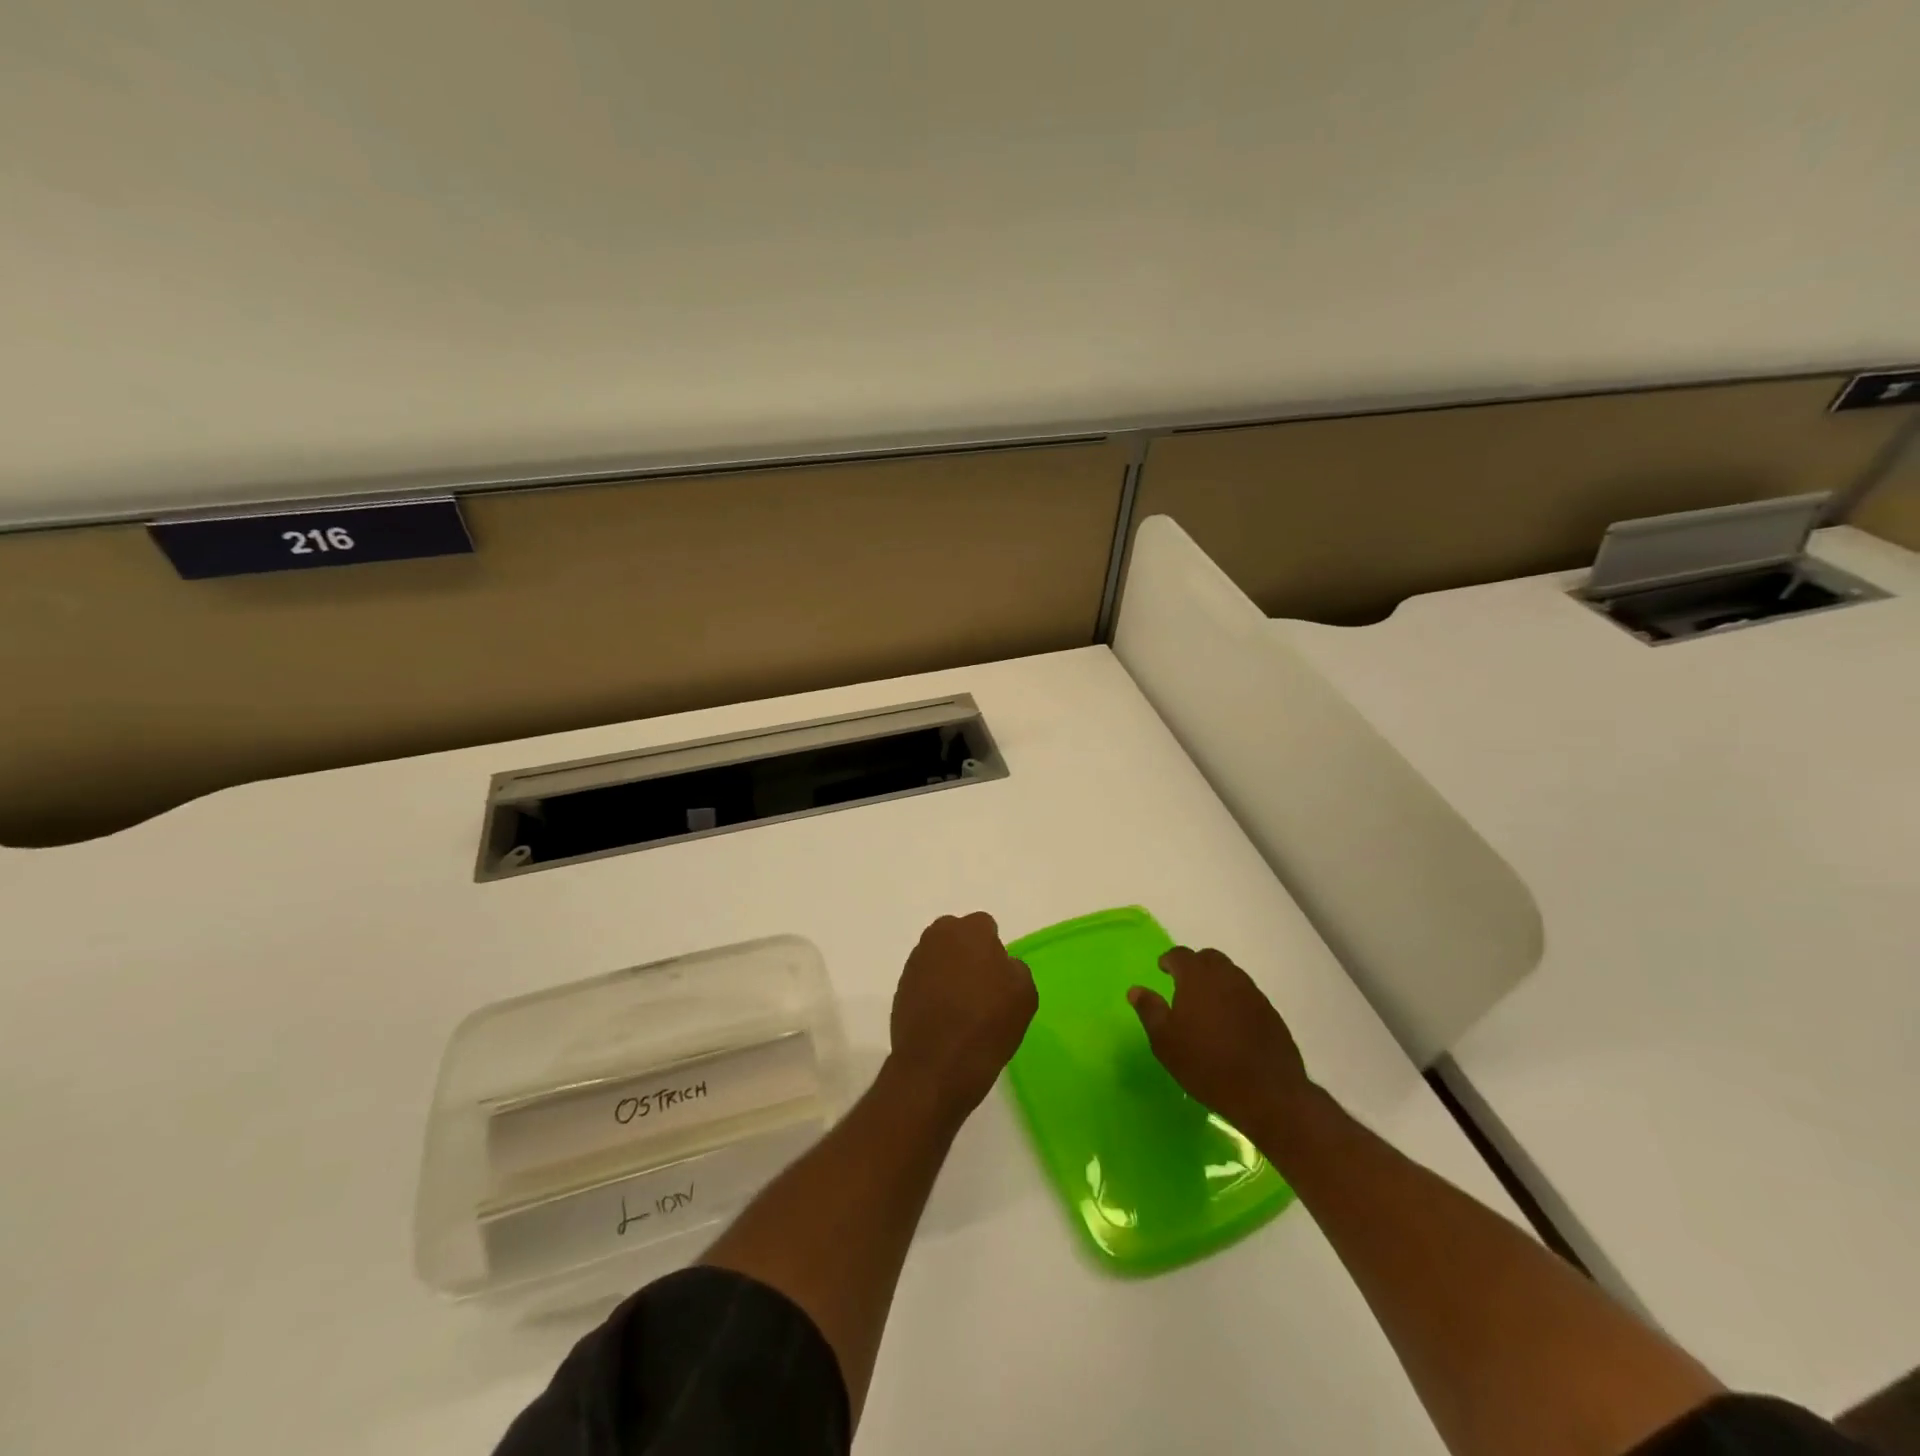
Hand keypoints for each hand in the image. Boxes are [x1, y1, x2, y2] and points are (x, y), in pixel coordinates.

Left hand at [887, 912, 1037, 1124]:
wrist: (935, 1067)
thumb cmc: (987, 1025)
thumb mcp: (1025, 994)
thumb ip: (1014, 968)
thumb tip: (1000, 966)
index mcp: (970, 931)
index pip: (986, 927)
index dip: (994, 951)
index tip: (999, 978)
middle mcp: (938, 937)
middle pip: (958, 937)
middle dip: (968, 954)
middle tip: (981, 988)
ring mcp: (915, 962)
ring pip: (939, 958)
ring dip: (949, 973)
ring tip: (962, 1008)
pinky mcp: (900, 988)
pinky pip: (924, 981)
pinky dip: (933, 993)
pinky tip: (944, 1019)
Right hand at [1128, 946, 1314, 1141]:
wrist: (1267, 1093)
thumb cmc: (1206, 1064)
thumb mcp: (1165, 1041)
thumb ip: (1150, 1010)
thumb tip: (1135, 990)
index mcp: (1197, 977)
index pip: (1180, 954)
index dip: (1169, 960)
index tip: (1162, 969)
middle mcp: (1227, 976)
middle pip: (1209, 958)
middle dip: (1195, 966)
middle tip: (1184, 985)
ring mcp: (1252, 993)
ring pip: (1230, 975)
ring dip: (1216, 981)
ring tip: (1207, 1005)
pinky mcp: (1271, 1013)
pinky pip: (1247, 995)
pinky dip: (1234, 999)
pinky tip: (1230, 1024)